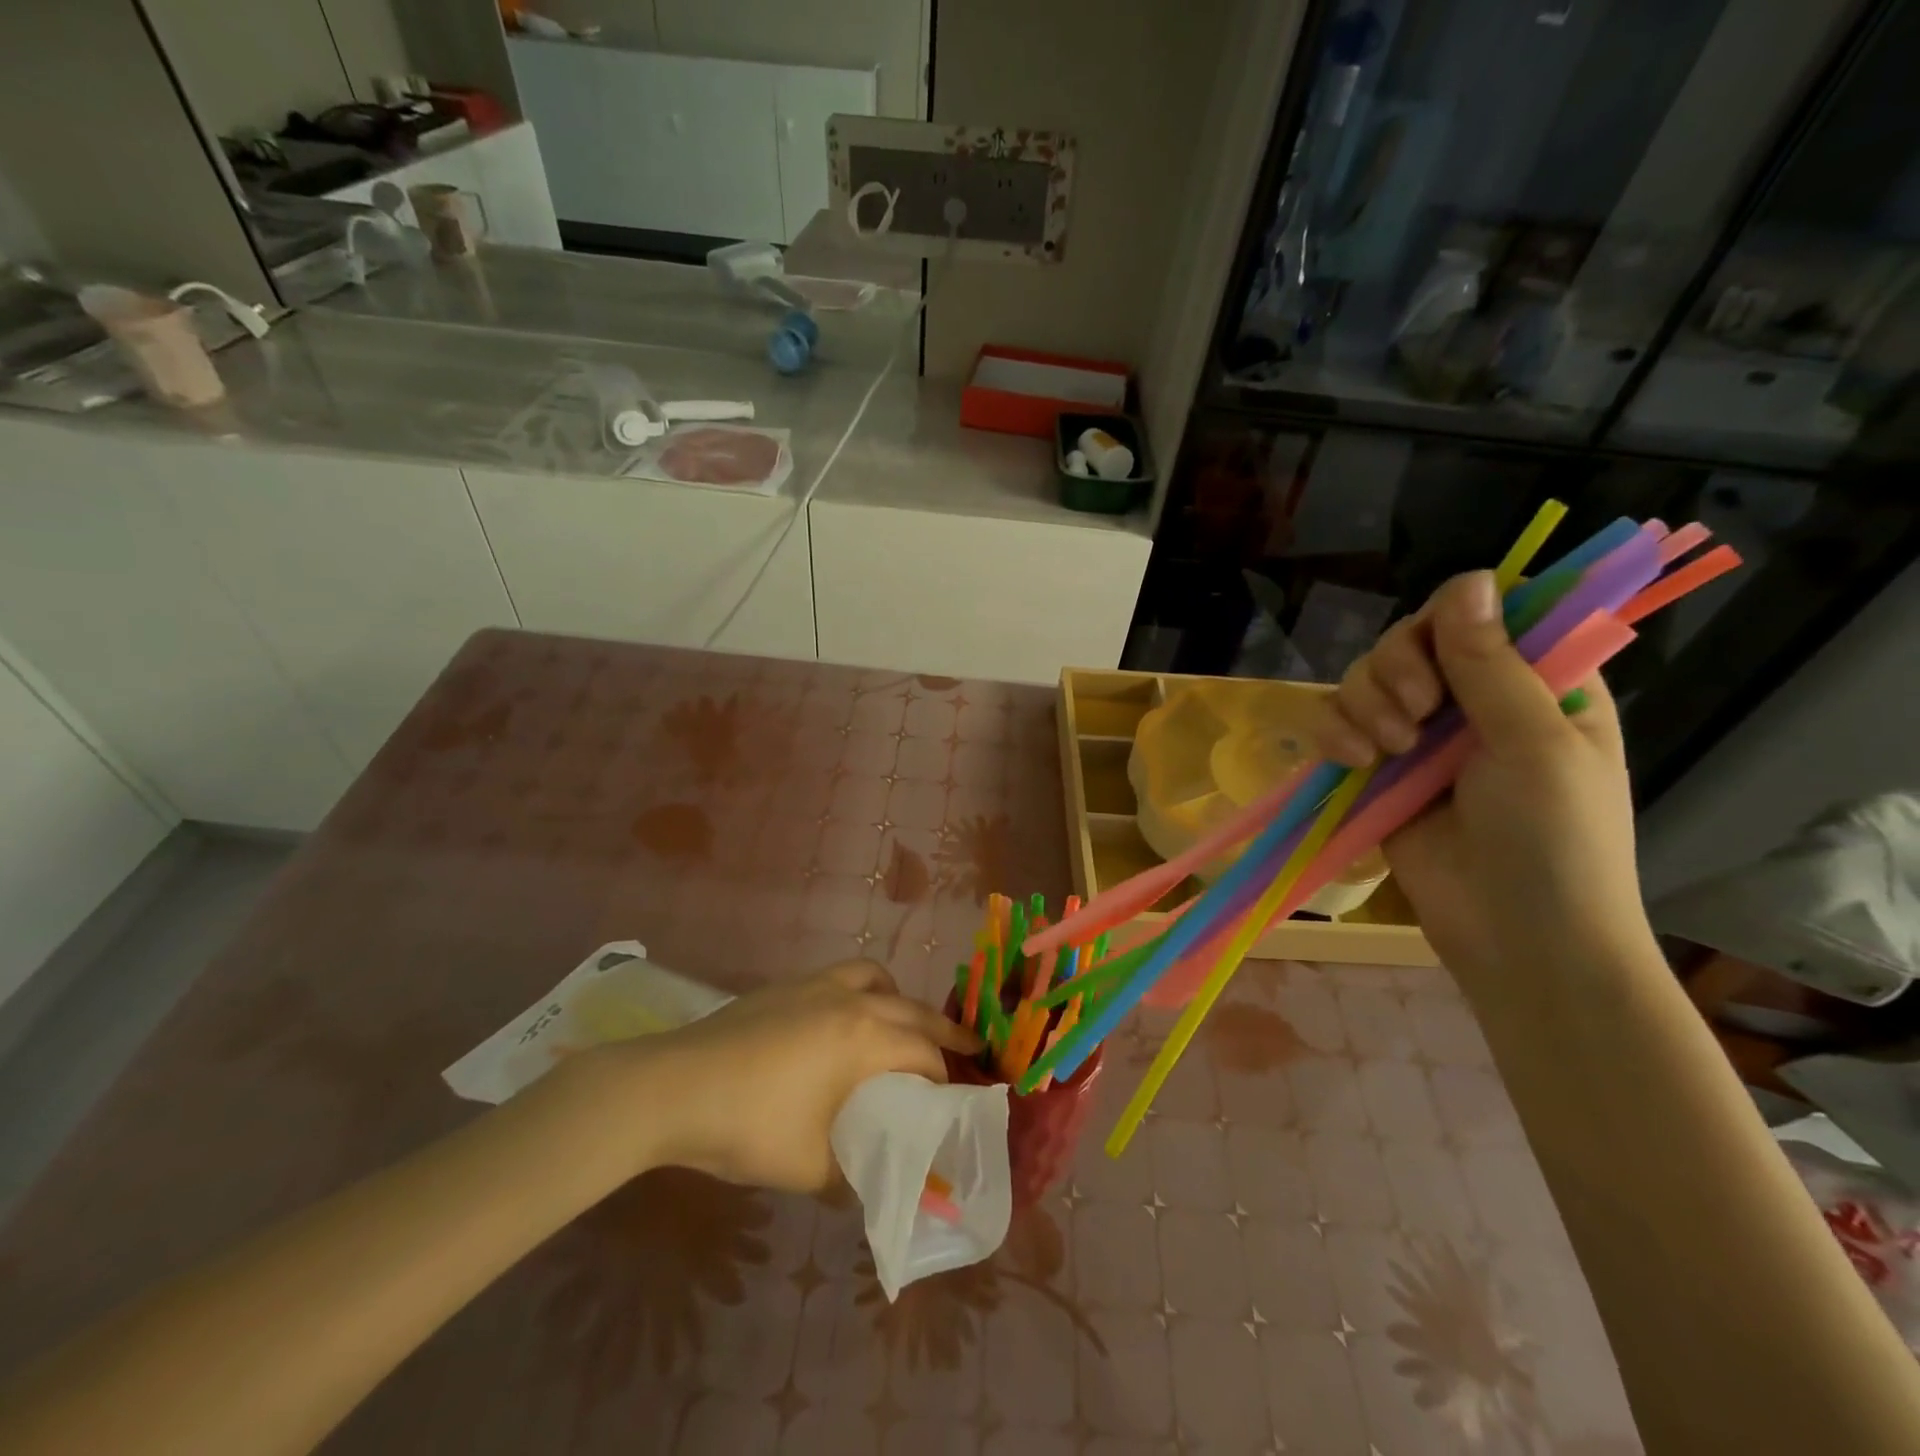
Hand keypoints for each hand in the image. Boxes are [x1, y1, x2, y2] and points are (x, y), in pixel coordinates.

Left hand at [583, 961, 980, 1192]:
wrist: (672, 1088)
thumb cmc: (748, 1127)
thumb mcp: (808, 1169)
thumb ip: (850, 1177)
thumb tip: (868, 1189)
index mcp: (863, 1039)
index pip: (923, 1053)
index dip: (945, 1076)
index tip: (955, 1099)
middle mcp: (849, 1001)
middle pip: (911, 1008)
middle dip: (942, 1030)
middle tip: (967, 1048)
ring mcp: (814, 986)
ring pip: (875, 977)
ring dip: (898, 999)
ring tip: (901, 1025)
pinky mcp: (784, 987)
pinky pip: (840, 976)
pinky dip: (861, 991)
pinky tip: (841, 1022)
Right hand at [1313, 571, 1654, 988]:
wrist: (1516, 938)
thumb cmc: (1556, 840)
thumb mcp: (1534, 743)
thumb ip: (1491, 664)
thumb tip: (1467, 580)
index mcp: (1536, 683)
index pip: (1480, 615)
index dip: (1448, 623)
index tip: (1443, 658)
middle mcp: (1473, 701)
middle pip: (1408, 641)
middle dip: (1397, 671)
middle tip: (1416, 715)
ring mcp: (1420, 737)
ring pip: (1363, 680)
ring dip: (1364, 705)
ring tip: (1386, 751)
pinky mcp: (1376, 771)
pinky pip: (1336, 725)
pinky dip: (1335, 734)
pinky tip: (1355, 761)